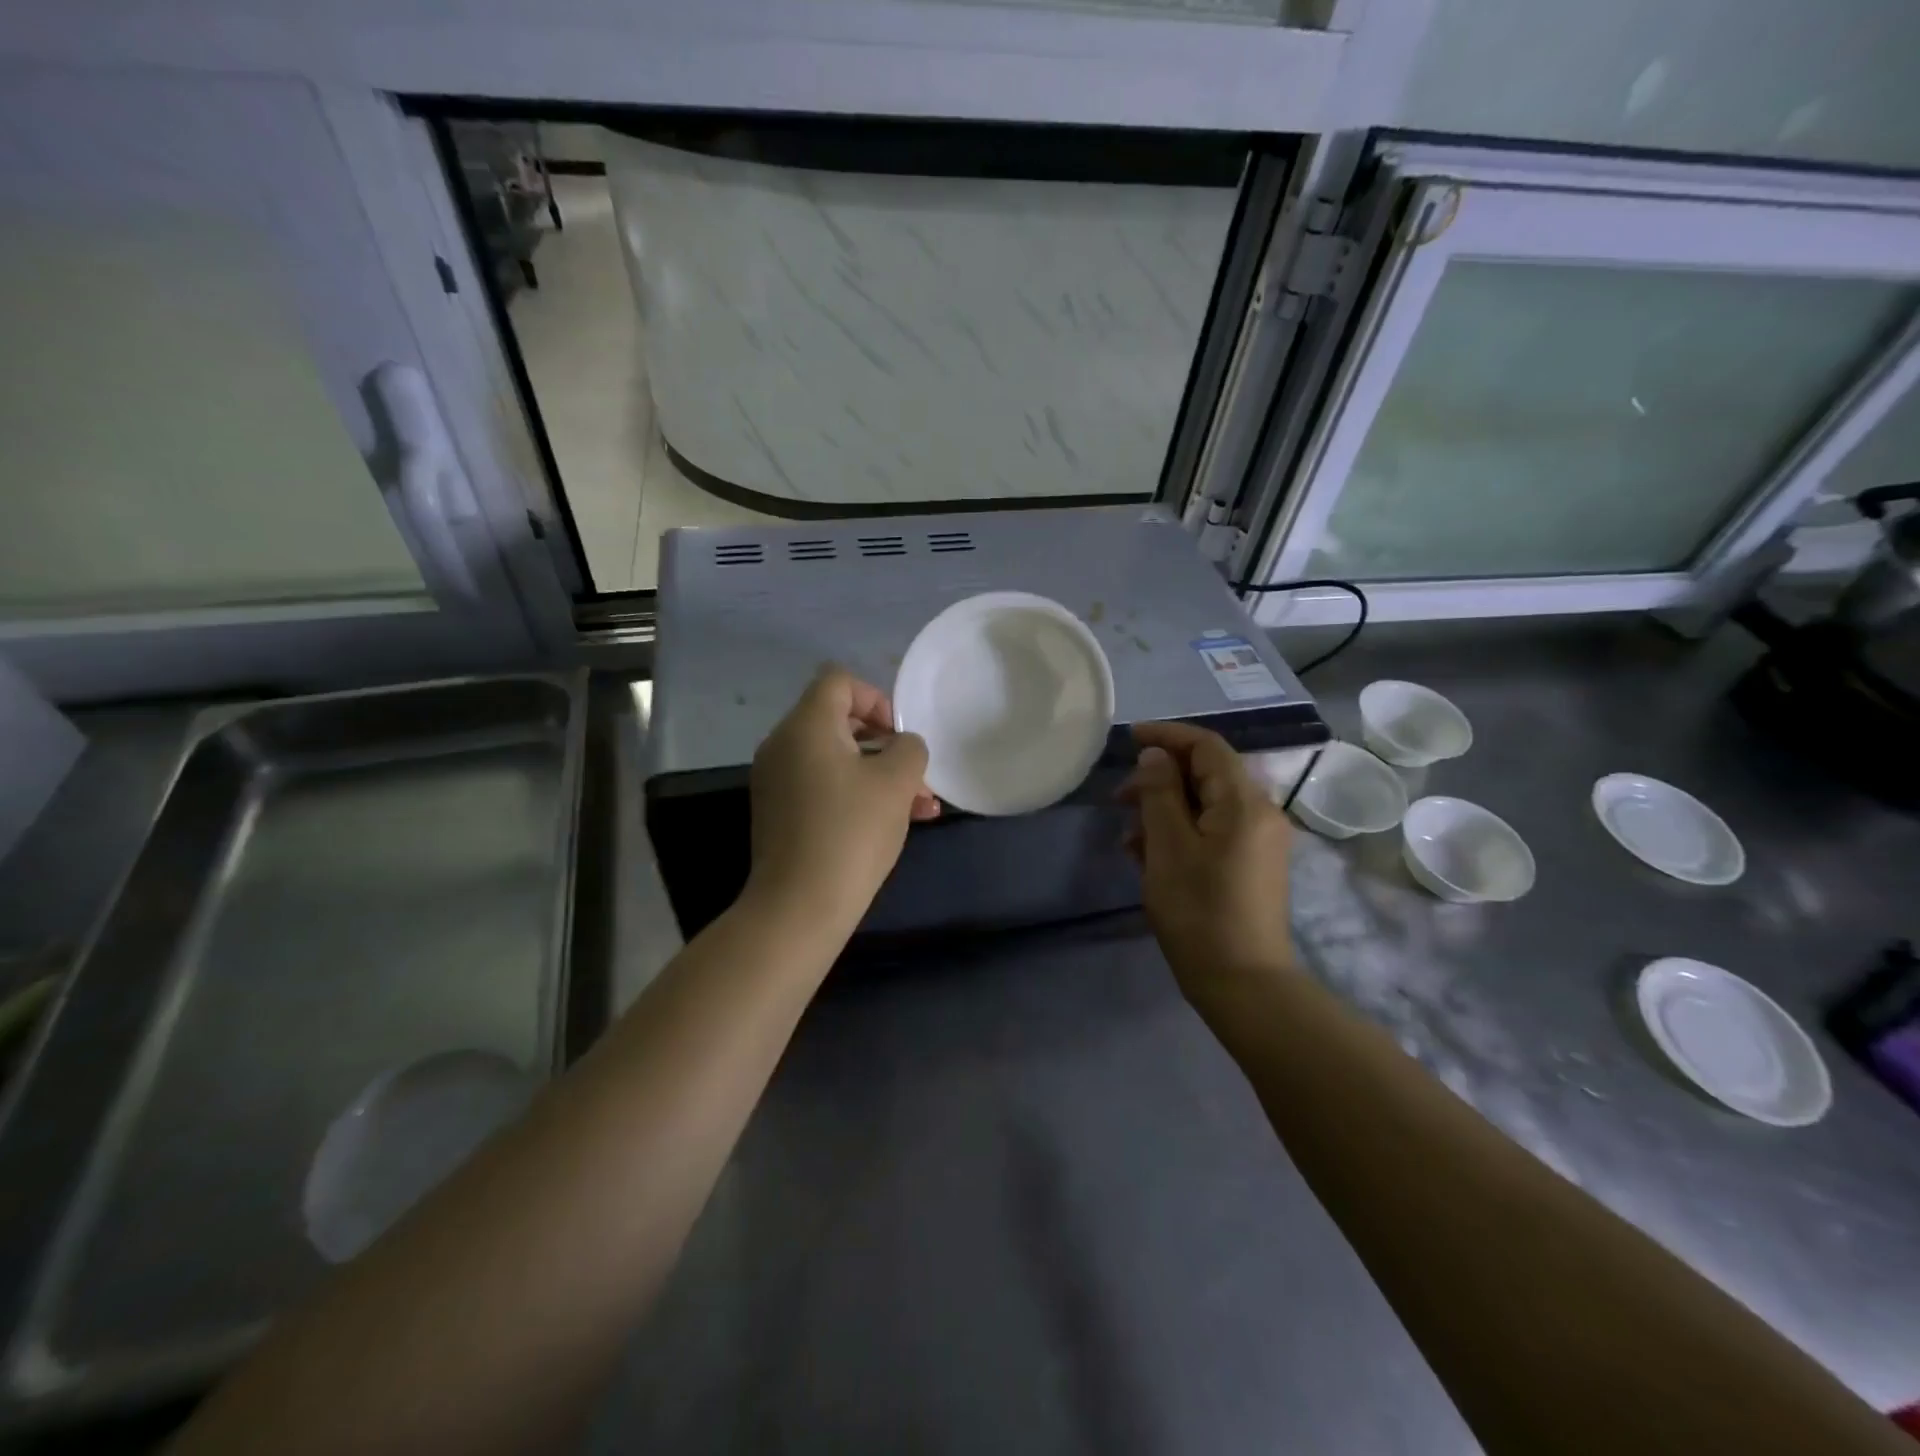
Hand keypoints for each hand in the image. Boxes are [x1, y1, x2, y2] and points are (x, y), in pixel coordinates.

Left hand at [747, 667, 938, 929]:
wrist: (799, 906)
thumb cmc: (851, 833)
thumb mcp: (897, 782)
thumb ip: (909, 749)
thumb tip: (901, 747)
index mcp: (806, 726)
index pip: (839, 680)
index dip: (877, 698)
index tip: (899, 736)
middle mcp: (783, 744)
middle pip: (839, 720)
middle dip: (885, 743)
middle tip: (915, 775)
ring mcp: (777, 780)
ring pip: (836, 758)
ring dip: (879, 773)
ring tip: (921, 807)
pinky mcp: (779, 812)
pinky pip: (822, 785)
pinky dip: (855, 793)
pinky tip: (892, 822)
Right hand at [1121, 721, 1297, 1012]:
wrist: (1243, 983)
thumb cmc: (1199, 911)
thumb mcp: (1167, 847)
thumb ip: (1159, 793)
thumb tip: (1156, 756)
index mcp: (1245, 803)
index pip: (1207, 746)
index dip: (1167, 736)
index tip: (1129, 739)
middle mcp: (1261, 814)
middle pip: (1208, 774)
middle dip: (1161, 778)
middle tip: (1120, 798)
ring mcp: (1260, 842)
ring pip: (1208, 804)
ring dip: (1166, 808)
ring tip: (1129, 835)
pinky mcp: (1253, 865)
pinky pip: (1214, 831)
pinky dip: (1182, 831)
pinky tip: (1149, 855)